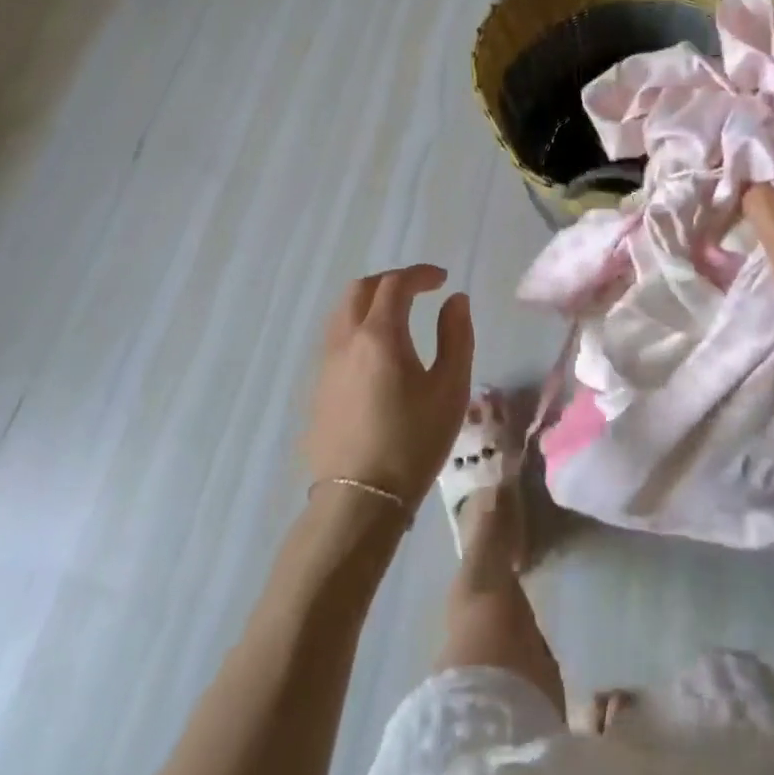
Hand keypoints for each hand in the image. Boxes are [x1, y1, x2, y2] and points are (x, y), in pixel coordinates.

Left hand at [305, 265, 474, 509]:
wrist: (359, 500)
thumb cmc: (413, 442)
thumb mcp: (450, 389)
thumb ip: (456, 336)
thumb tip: (455, 300)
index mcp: (379, 335)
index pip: (395, 284)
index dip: (420, 275)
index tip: (441, 280)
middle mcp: (345, 340)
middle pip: (360, 289)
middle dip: (390, 282)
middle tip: (418, 291)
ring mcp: (325, 364)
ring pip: (341, 312)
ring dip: (369, 302)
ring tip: (397, 317)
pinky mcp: (317, 388)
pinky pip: (335, 338)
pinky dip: (356, 326)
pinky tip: (376, 352)